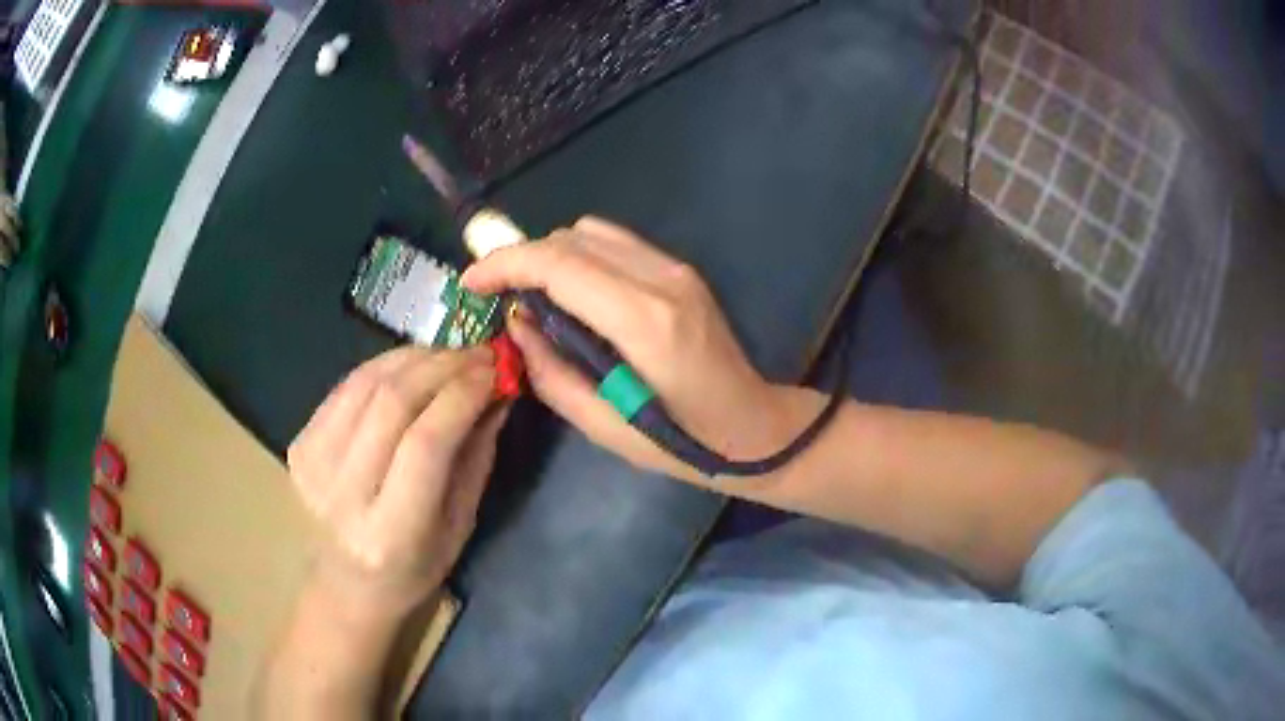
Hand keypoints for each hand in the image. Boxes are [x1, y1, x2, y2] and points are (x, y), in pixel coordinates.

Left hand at [287, 346, 506, 614]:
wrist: (344, 586)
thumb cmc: (412, 570)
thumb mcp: (459, 527)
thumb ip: (476, 458)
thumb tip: (498, 393)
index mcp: (390, 533)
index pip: (426, 444)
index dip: (462, 396)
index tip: (495, 371)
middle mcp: (343, 495)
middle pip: (392, 403)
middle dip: (442, 367)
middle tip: (479, 354)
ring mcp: (312, 465)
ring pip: (366, 384)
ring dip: (415, 358)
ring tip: (451, 355)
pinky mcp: (299, 444)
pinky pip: (346, 386)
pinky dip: (385, 365)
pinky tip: (412, 365)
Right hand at [462, 217, 821, 479]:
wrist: (755, 427)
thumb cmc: (683, 443)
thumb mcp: (603, 424)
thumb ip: (551, 371)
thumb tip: (517, 324)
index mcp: (644, 321)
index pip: (559, 264)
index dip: (505, 264)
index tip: (471, 283)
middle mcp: (662, 279)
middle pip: (571, 238)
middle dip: (521, 257)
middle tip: (495, 293)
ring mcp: (676, 268)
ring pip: (591, 231)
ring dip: (550, 254)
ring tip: (530, 293)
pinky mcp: (681, 270)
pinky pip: (615, 243)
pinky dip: (579, 255)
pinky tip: (571, 290)